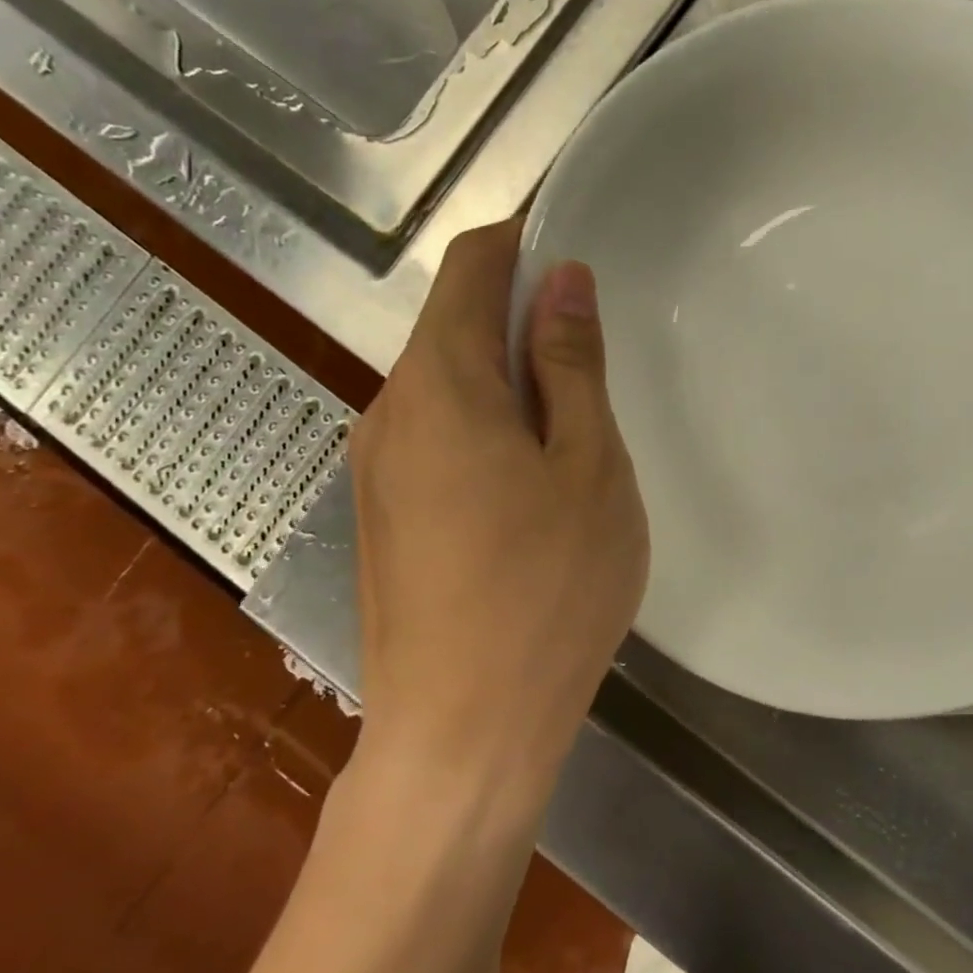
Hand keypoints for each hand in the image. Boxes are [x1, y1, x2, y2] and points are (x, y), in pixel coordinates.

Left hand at [346, 220, 647, 799]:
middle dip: (522, 320)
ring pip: (446, 387)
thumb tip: (562, 280)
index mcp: (440, 385)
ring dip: (507, 380)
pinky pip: (436, 438)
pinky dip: (486, 428)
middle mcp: (389, 413)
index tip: (576, 247)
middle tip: (597, 360)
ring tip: (574, 430)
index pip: (470, 268)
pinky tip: (531, 484)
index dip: (520, 241)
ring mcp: (376, 470)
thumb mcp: (588, 468)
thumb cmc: (548, 590)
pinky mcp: (382, 517)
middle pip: (453, 326)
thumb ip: (569, 367)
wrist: (464, 731)